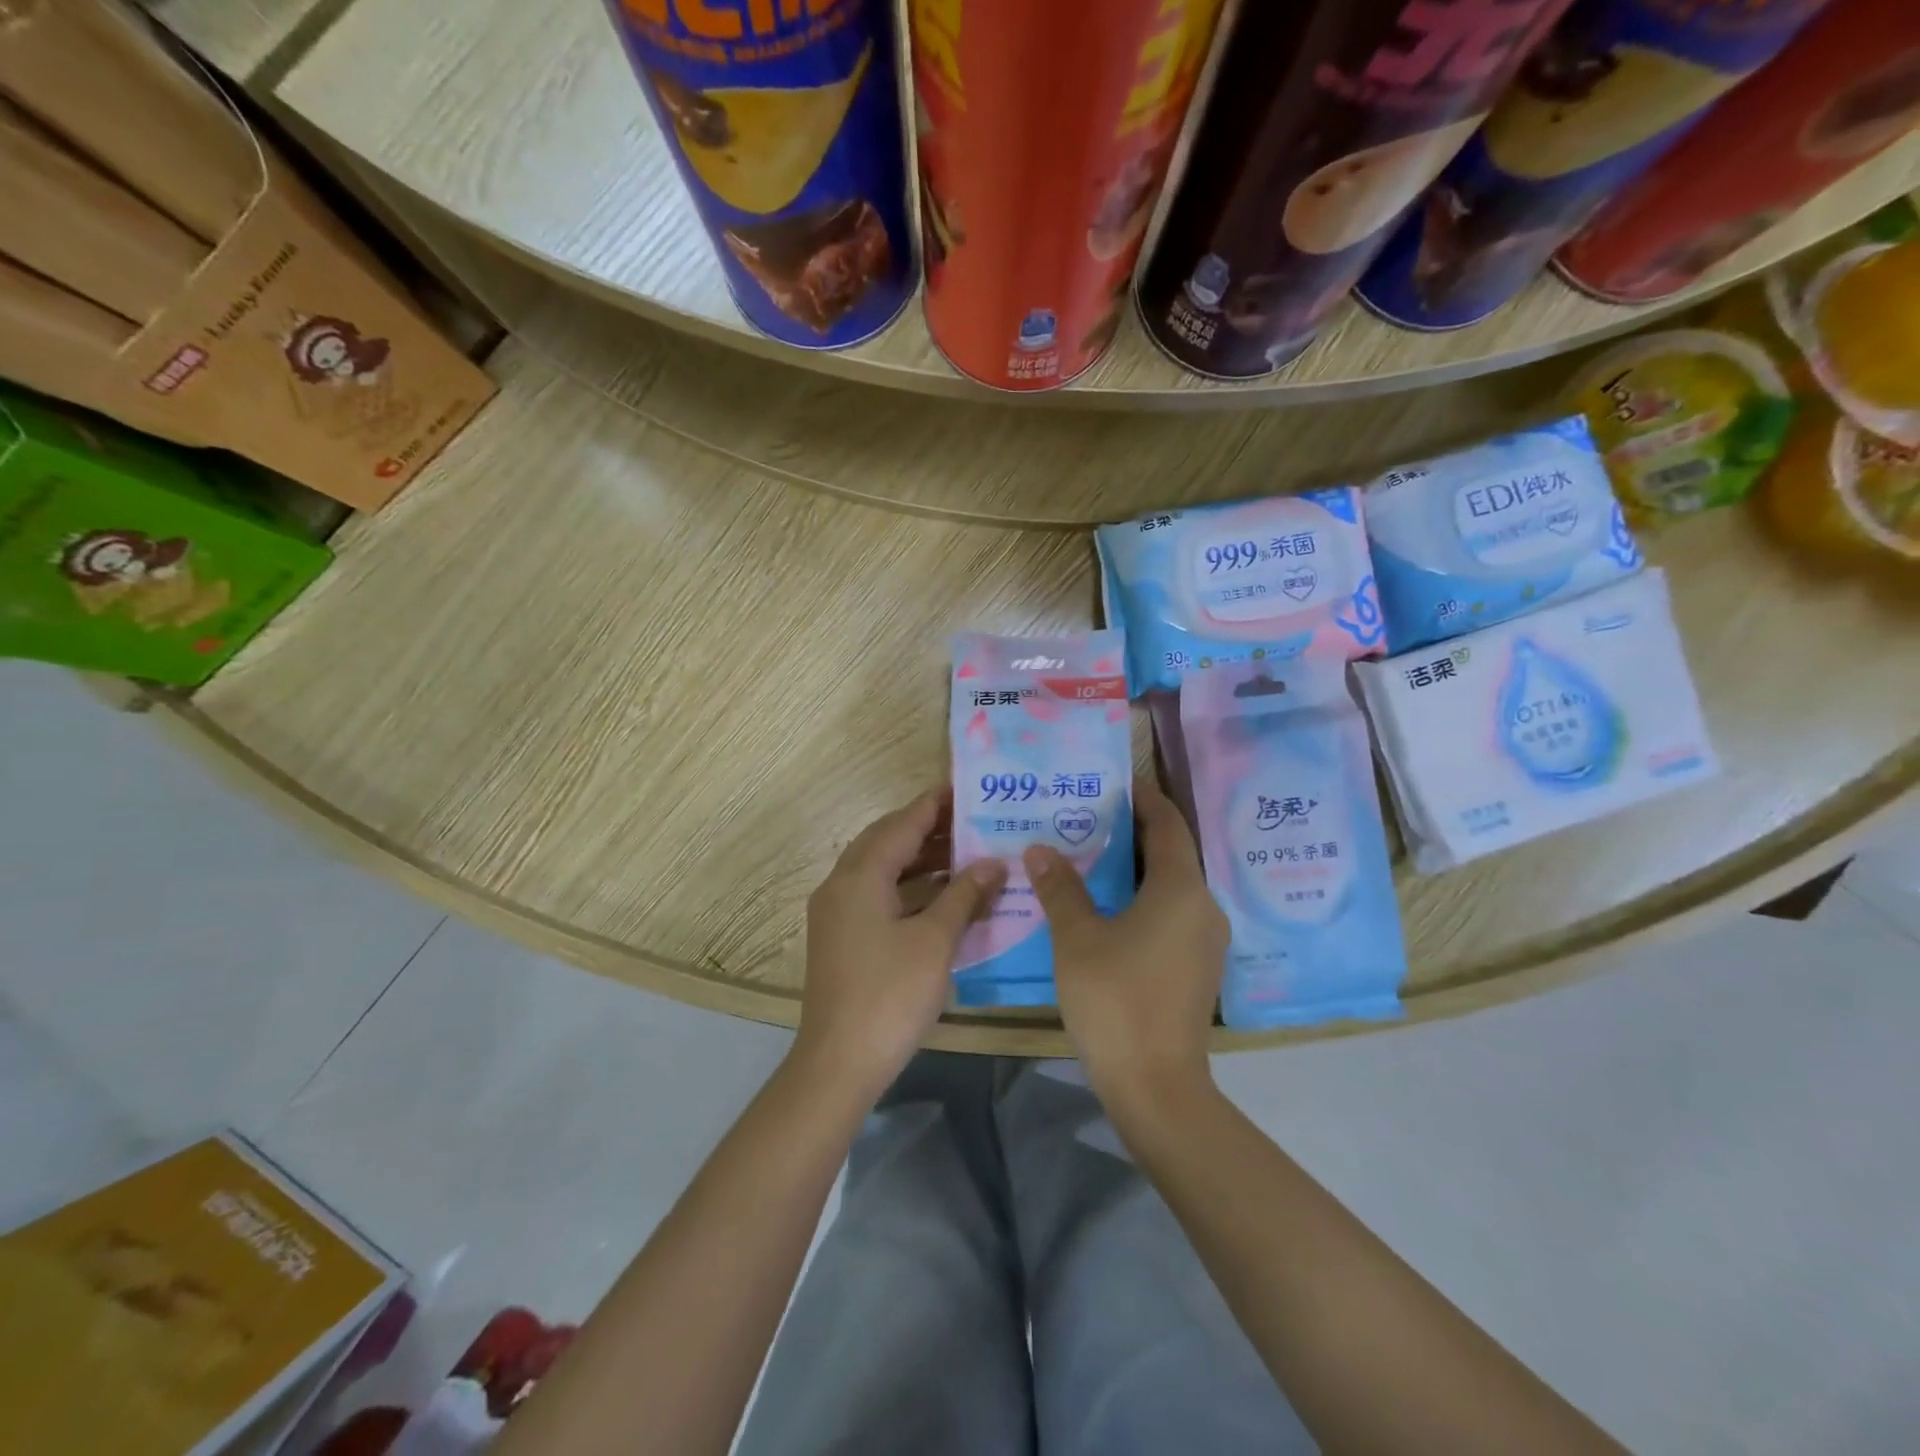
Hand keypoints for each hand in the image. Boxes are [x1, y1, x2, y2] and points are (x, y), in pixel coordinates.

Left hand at [798, 787, 1006, 1101]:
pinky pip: (876, 893)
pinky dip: (907, 886)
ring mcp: (837, 912)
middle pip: (886, 841)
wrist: (839, 1062)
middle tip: (971, 821)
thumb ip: (965, 895)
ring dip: (918, 859)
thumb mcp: (935, 940)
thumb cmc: (891, 994)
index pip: (902, 824)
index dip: (934, 805)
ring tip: (964, 853)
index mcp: (861, 875)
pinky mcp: (841, 936)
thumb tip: (993, 863)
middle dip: (927, 828)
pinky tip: (940, 895)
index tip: (965, 788)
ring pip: (880, 869)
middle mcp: (841, 884)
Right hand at [1025, 779, 1225, 1118]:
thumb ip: (1060, 888)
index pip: (1167, 824)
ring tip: (1089, 858)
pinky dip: (1143, 899)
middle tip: (1086, 818)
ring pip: (1171, 886)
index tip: (1114, 782)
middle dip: (1132, 832)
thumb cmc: (1115, 999)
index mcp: (1180, 888)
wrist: (1156, 1086)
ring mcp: (1205, 940)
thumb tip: (1040, 849)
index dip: (1143, 798)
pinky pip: (1172, 914)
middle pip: (1171, 853)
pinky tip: (1106, 908)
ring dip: (1135, 869)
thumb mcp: (1077, 938)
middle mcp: (1203, 906)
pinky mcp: (1197, 967)